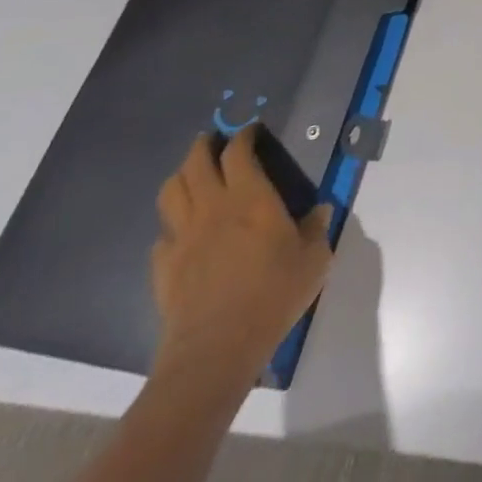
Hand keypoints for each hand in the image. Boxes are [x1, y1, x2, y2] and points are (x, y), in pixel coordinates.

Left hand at [151, 129, 334, 385]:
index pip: (239, 153)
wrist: (215, 351)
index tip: (250, 131)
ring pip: (171, 193)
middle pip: (196, 164)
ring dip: (181, 176)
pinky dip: (172, 225)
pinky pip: (162, 236)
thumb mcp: (314, 259)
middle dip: (203, 146)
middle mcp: (213, 209)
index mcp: (251, 198)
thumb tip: (320, 211)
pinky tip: (183, 233)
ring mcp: (183, 238)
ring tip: (192, 175)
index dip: (243, 137)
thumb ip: (316, 229)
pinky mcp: (164, 269)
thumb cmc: (272, 295)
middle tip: (213, 140)